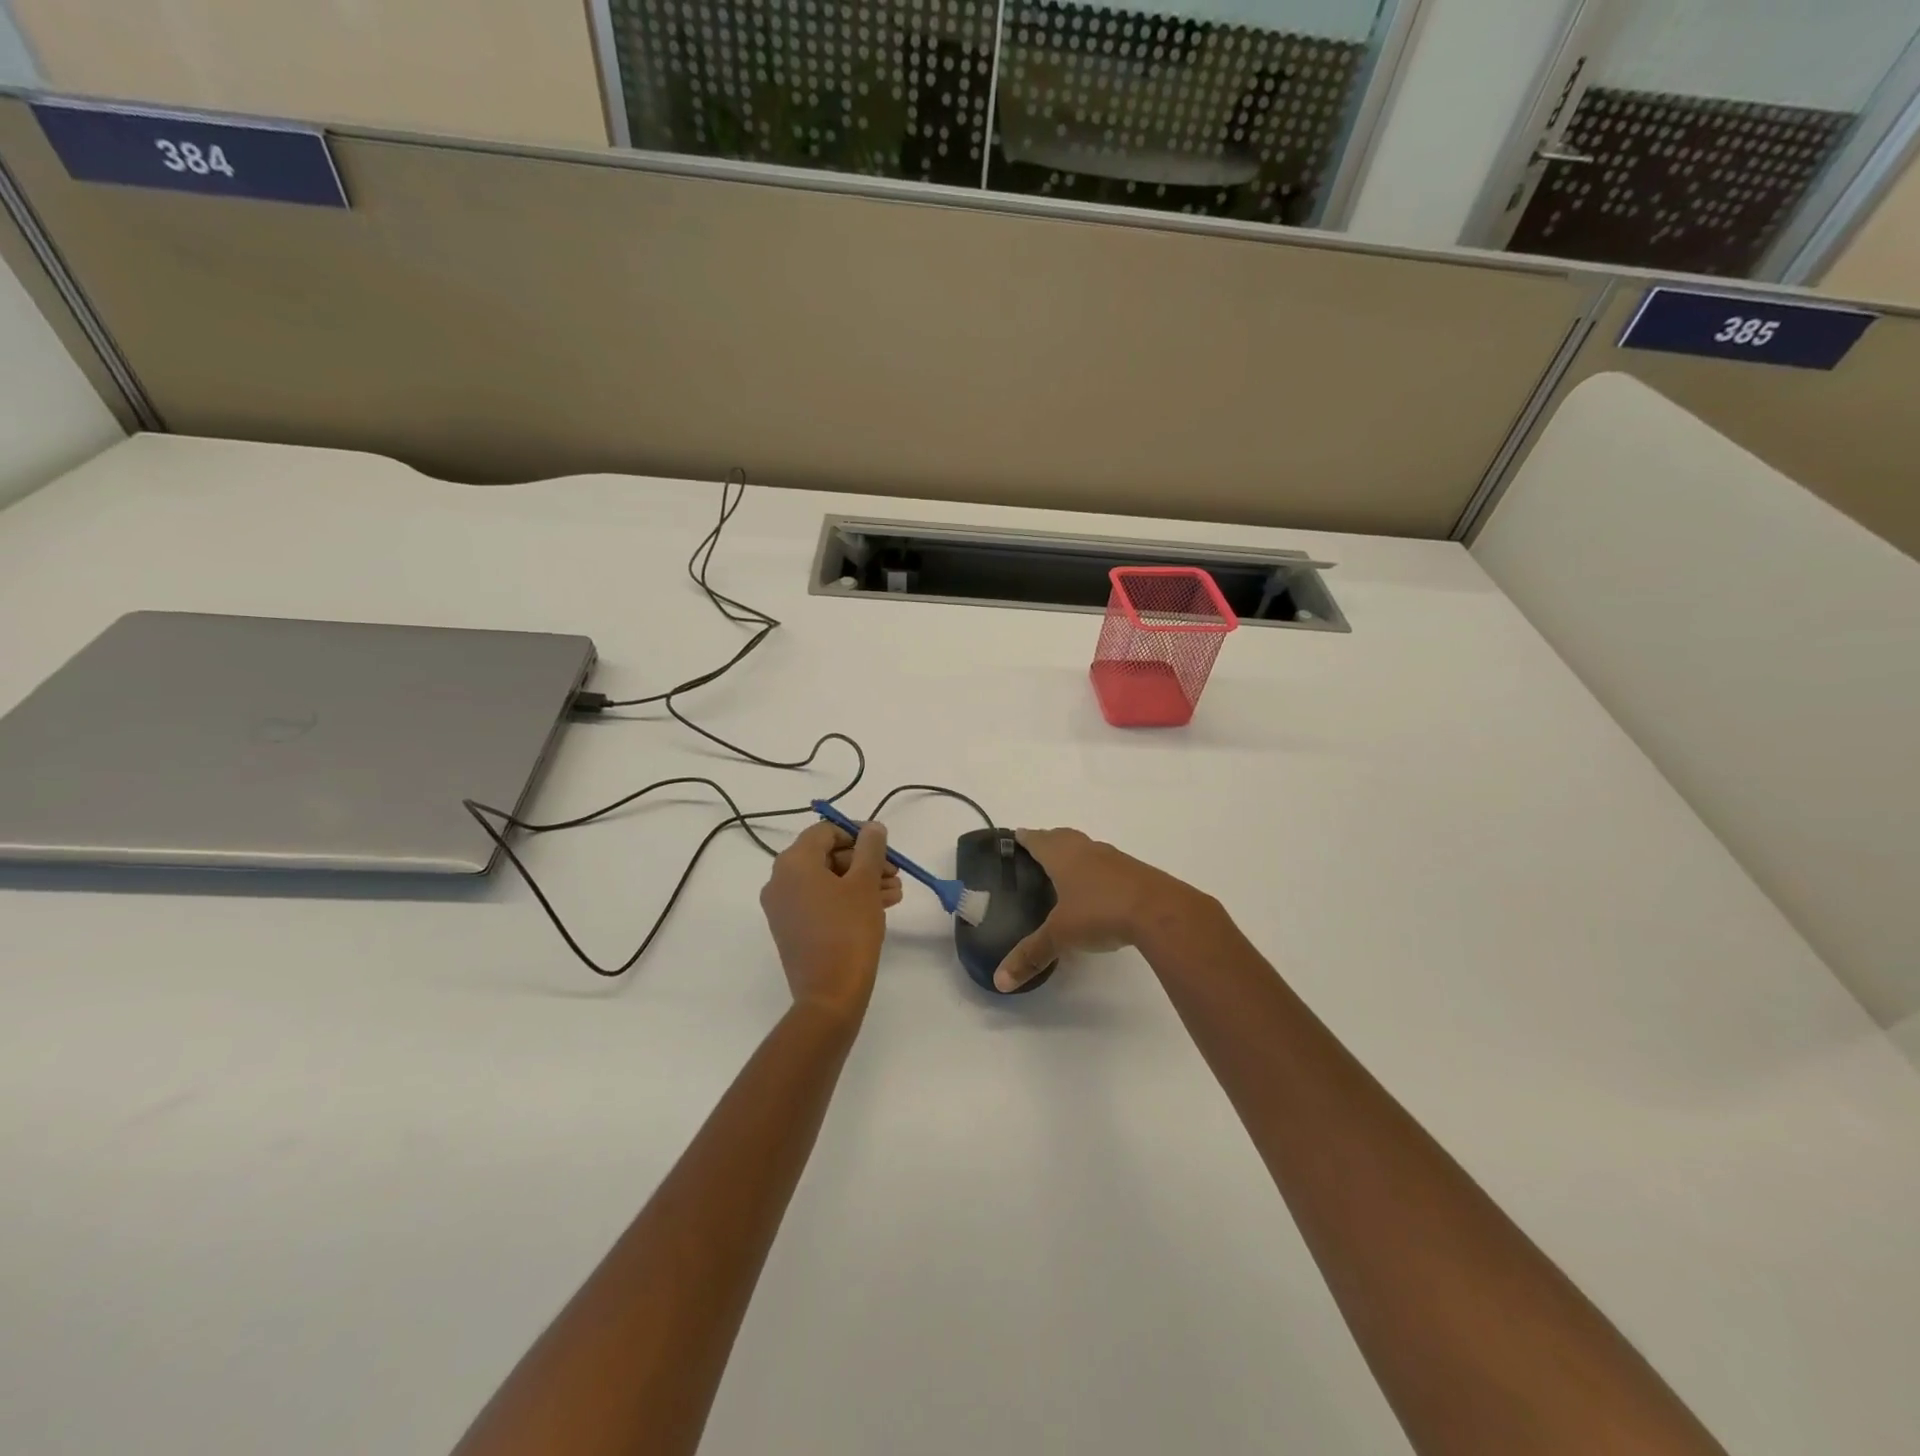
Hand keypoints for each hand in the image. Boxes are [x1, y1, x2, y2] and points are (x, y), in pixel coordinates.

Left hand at [760, 820, 894, 1019]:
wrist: (829, 995)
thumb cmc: (848, 931)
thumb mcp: (865, 883)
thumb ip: (871, 848)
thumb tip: (872, 828)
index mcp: (793, 863)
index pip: (825, 831)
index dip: (857, 834)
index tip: (884, 846)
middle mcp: (780, 880)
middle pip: (826, 856)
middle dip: (864, 861)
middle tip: (894, 872)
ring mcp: (784, 907)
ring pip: (827, 881)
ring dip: (861, 881)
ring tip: (895, 892)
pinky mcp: (792, 929)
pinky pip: (821, 901)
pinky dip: (847, 899)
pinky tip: (880, 905)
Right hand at [995, 828, 1204, 991]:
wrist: (1159, 911)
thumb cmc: (1100, 912)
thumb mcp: (1061, 936)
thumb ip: (1031, 955)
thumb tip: (1000, 981)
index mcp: (1062, 856)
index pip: (1038, 840)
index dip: (1025, 837)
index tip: (1016, 835)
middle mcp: (1086, 850)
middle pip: (1063, 837)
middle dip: (1049, 840)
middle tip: (1037, 849)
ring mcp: (1114, 859)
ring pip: (1087, 848)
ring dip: (1075, 852)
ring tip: (1066, 868)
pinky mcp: (1135, 872)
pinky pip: (1108, 864)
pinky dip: (1097, 869)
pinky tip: (1098, 888)